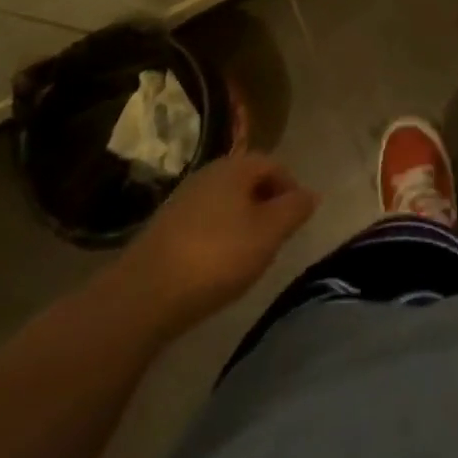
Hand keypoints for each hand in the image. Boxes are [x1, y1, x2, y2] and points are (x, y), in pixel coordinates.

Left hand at [120, 151, 317, 330]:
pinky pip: (205, 220)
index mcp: (236, 167)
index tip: (298, 219)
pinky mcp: (166, 226)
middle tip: (277, 237)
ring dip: (243, 220)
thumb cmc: (217, 256)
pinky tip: (218, 264)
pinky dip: (219, 234)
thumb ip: (294, 210)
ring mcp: (184, 198)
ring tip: (250, 253)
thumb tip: (311, 193)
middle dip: (267, 203)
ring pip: (226, 201)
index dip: (290, 188)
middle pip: (248, 181)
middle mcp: (209, 173)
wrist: (146, 292)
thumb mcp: (268, 234)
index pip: (273, 164)